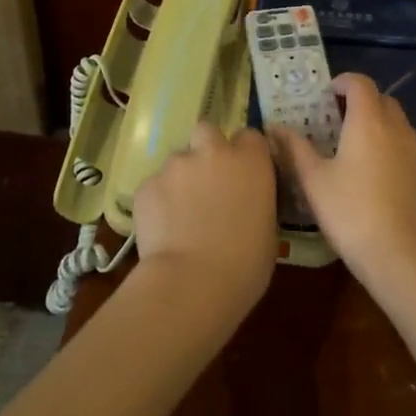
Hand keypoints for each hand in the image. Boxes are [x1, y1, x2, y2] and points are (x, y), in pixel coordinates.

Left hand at [132, 122, 278, 316]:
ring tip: (181, 215)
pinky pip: (156, 185)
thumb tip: (246, 201)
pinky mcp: (147, 184)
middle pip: (207, 132)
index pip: (250, 137)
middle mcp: (213, 151)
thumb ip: (256, 200)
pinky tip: (162, 229)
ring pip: (178, 160)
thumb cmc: (245, 264)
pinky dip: (159, 201)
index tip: (243, 174)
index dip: (245, 154)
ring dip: (182, 179)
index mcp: (250, 160)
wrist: (192, 283)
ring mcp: (176, 165)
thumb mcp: (267, 228)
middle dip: (206, 150)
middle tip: (207, 182)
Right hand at [272, 73, 415, 294]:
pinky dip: (392, 151)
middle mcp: (398, 129)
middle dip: (362, 102)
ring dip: (379, 126)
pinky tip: (376, 180)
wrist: (405, 258)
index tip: (327, 94)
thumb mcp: (314, 182)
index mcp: (369, 122)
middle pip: (383, 100)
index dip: (344, 82)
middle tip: (337, 121)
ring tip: (355, 150)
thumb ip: (296, 149)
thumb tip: (275, 127)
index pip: (361, 83)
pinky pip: (408, 151)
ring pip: (398, 125)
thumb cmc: (352, 213)